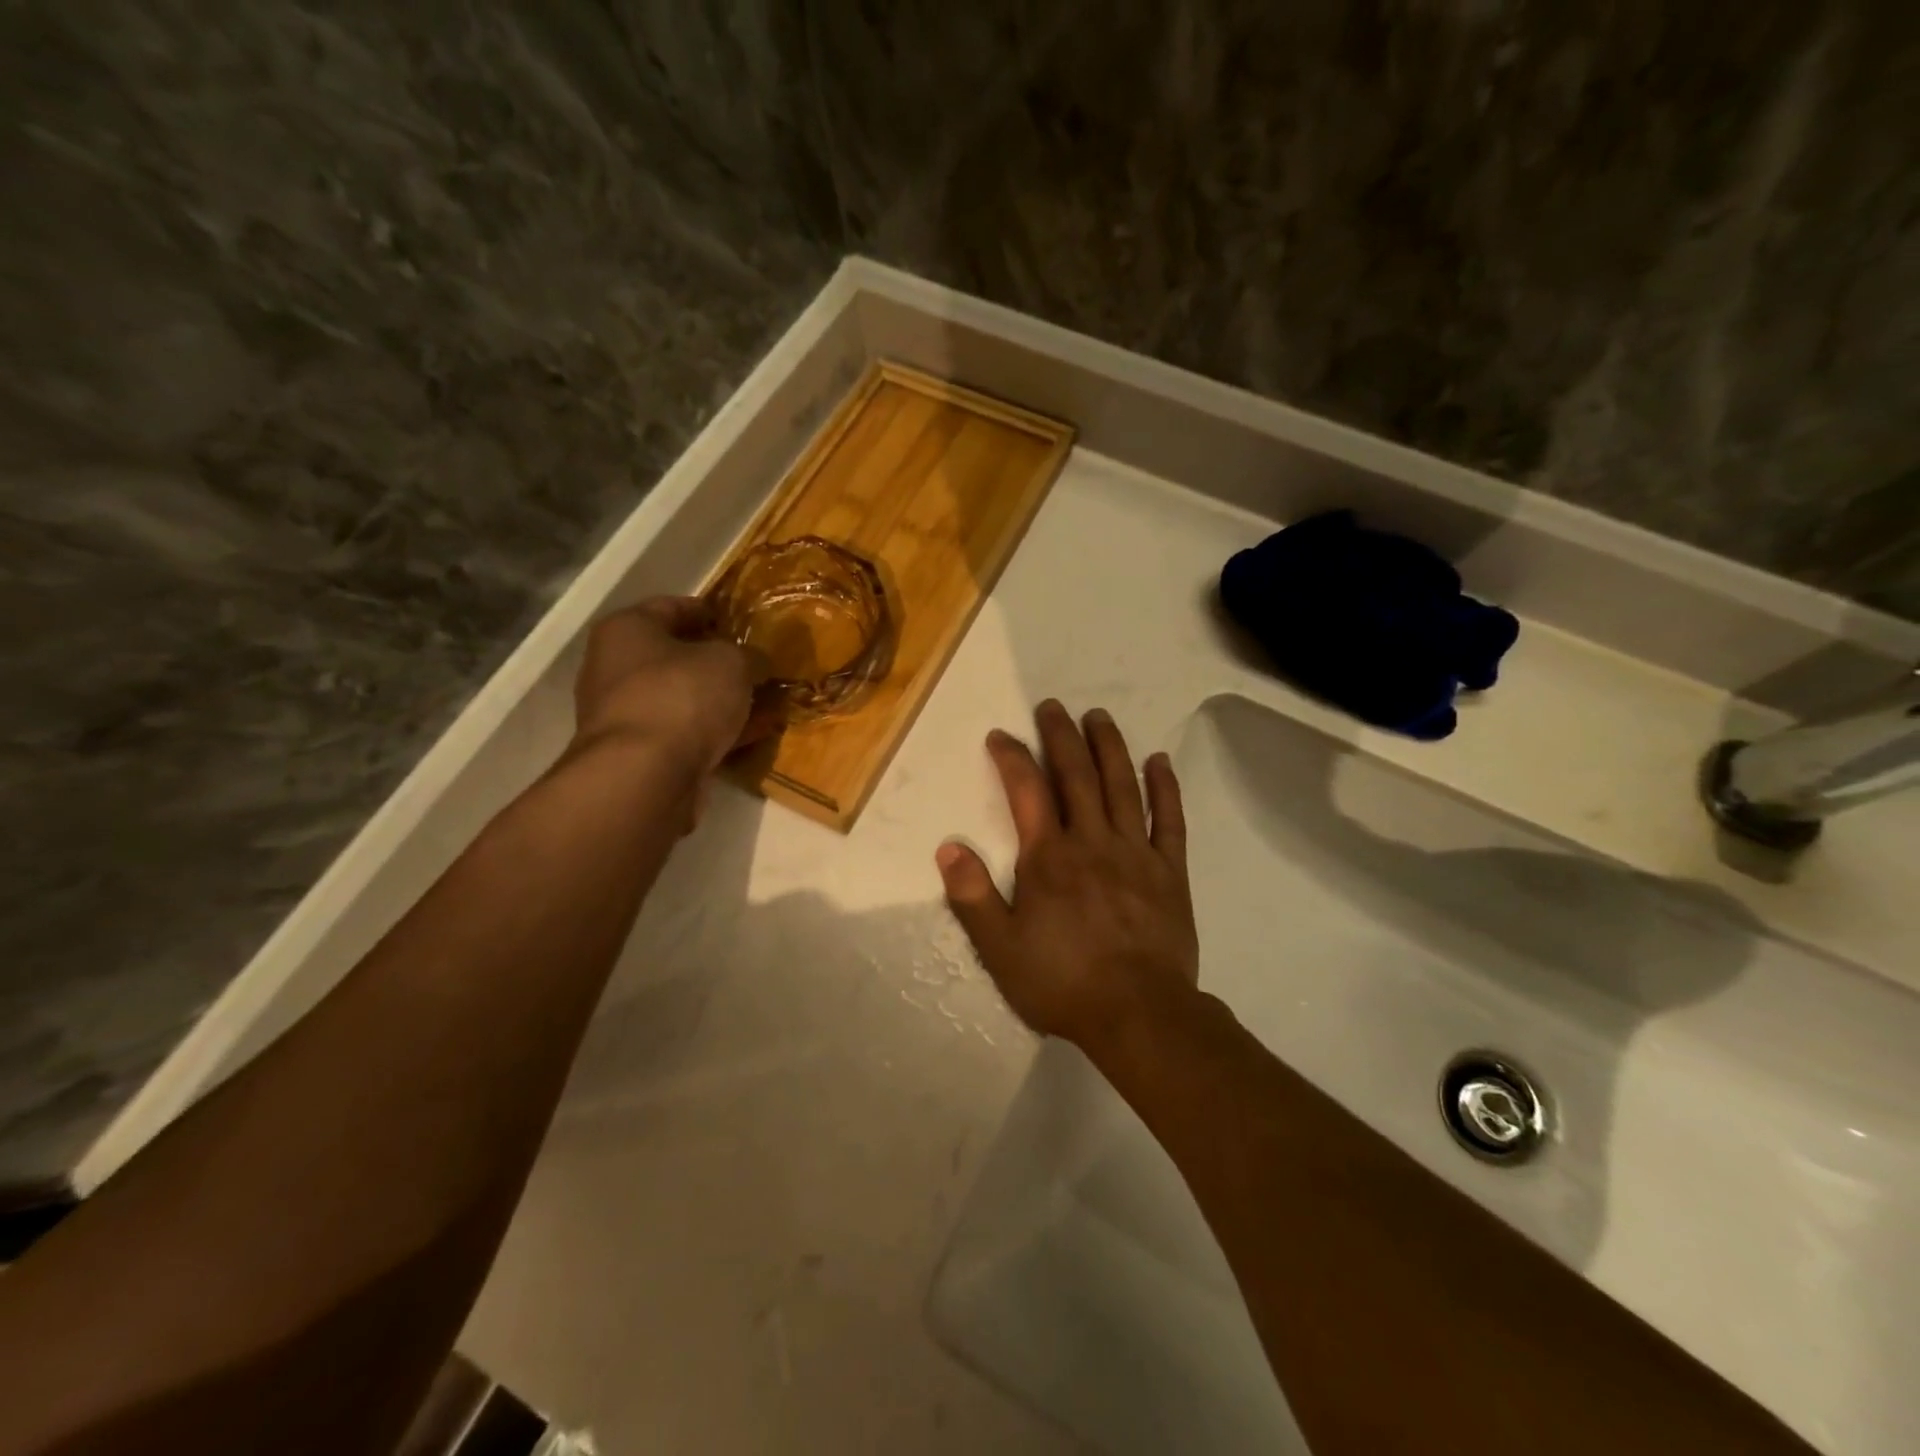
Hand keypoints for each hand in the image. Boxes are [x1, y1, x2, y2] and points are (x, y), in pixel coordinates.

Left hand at [571, 598, 759, 776]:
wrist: (644, 776)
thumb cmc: (682, 696)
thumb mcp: (731, 662)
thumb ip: (749, 656)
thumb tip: (756, 663)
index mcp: (627, 630)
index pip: (672, 607)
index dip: (710, 612)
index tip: (741, 622)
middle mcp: (615, 668)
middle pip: (677, 657)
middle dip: (719, 663)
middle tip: (757, 667)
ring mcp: (626, 715)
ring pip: (685, 699)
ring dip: (722, 702)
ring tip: (765, 704)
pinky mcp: (641, 755)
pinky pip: (688, 734)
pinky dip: (718, 733)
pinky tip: (754, 735)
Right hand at [936, 700, 1199, 1050]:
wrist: (1138, 1014)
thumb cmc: (1063, 982)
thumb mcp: (1001, 948)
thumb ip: (973, 896)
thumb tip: (948, 848)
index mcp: (1049, 857)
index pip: (1027, 791)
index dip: (1012, 757)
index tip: (1000, 735)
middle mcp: (1092, 841)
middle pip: (1077, 775)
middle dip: (1061, 736)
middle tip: (1053, 706)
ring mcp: (1136, 853)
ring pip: (1122, 786)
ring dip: (1109, 747)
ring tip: (1099, 717)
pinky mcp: (1170, 871)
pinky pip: (1170, 820)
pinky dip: (1165, 787)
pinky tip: (1160, 761)